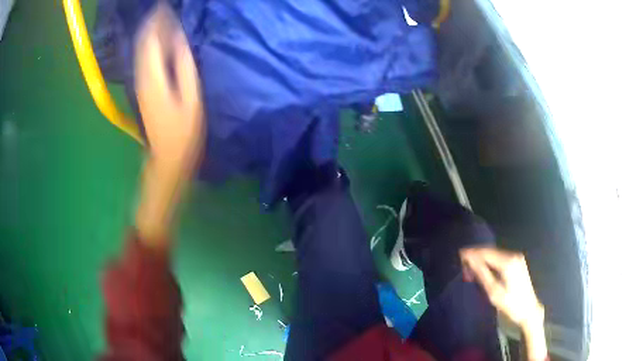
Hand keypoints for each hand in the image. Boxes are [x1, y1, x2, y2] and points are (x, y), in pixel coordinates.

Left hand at [135, 4, 203, 176]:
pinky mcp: (143, 89)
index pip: (151, 40)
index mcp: (153, 77)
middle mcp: (142, 78)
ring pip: (141, 51)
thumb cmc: (183, 131)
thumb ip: (184, 65)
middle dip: (152, 24)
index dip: (157, 22)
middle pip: (143, 43)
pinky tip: (156, 41)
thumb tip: (179, 40)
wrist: (167, 158)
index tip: (166, 7)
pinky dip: (149, 46)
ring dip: (149, 33)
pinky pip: (143, 60)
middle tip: (164, 9)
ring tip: (161, 19)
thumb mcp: (190, 97)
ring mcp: (140, 84)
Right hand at [460, 248, 546, 359]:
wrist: (529, 309)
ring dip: (482, 259)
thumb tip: (470, 260)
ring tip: (470, 267)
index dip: (472, 253)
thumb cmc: (511, 304)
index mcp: (507, 262)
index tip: (459, 254)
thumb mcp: (494, 292)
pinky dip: (490, 261)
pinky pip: (500, 258)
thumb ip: (482, 274)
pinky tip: (483, 268)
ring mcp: (517, 258)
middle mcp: (513, 255)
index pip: (486, 252)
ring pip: (495, 254)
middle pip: (490, 251)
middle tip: (463, 263)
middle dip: (476, 256)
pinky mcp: (517, 262)